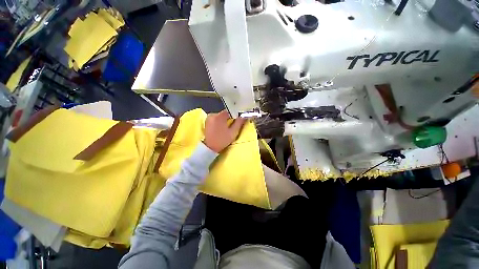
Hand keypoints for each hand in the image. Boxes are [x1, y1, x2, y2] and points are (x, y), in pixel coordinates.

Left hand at [203, 110, 246, 152]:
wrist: (209, 147)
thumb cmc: (222, 140)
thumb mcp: (233, 132)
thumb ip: (239, 123)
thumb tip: (244, 116)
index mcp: (220, 116)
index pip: (230, 111)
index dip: (234, 116)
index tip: (236, 122)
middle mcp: (213, 114)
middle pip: (225, 114)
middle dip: (229, 119)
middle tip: (231, 127)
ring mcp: (208, 118)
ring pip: (220, 116)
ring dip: (224, 121)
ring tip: (225, 129)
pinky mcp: (206, 121)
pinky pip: (216, 119)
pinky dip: (219, 122)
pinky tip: (220, 129)